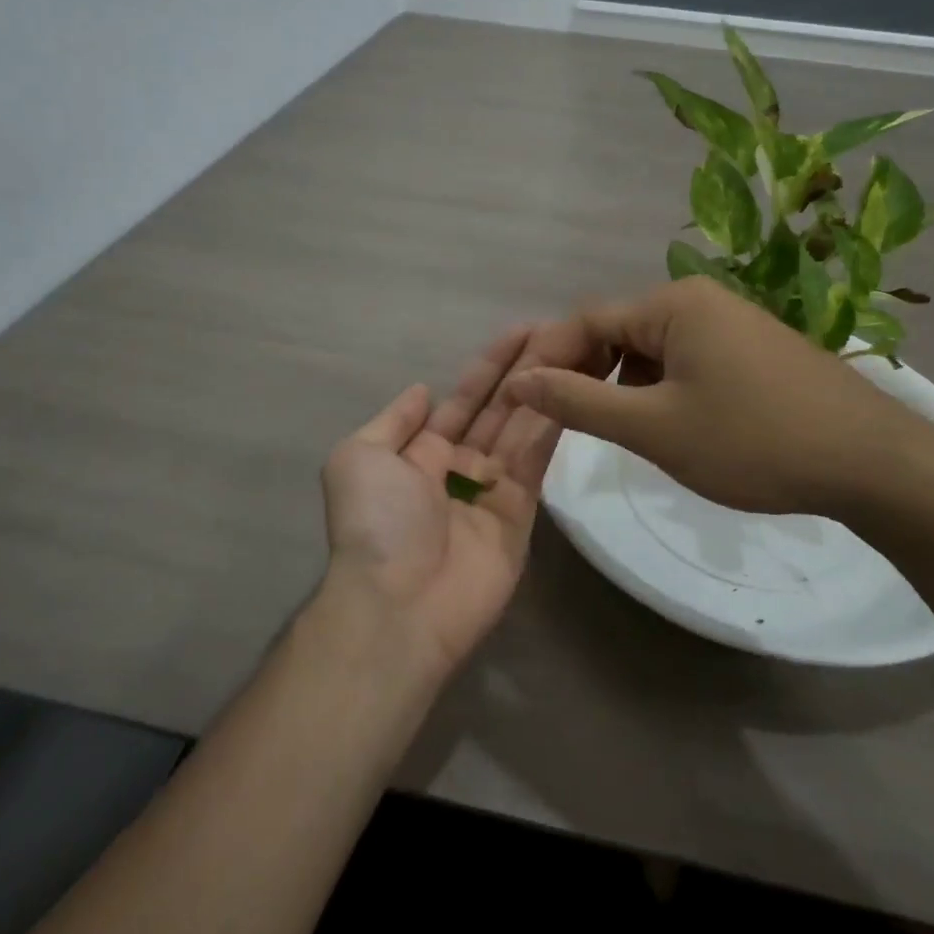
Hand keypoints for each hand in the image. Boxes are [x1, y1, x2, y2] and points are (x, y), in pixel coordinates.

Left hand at [319, 326, 580, 677]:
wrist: (400, 603)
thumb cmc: (375, 523)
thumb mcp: (358, 458)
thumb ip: (394, 422)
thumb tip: (423, 391)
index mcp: (419, 454)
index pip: (462, 400)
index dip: (489, 366)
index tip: (521, 331)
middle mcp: (459, 467)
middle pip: (498, 409)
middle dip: (525, 371)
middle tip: (560, 331)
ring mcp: (493, 490)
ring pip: (522, 429)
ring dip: (545, 390)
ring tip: (575, 350)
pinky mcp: (521, 514)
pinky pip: (535, 461)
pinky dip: (552, 425)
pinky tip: (571, 390)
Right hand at [503, 277, 933, 519]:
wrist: (871, 463)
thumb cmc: (753, 441)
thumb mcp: (654, 427)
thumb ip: (580, 401)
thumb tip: (518, 380)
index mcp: (674, 304)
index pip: (586, 321)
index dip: (549, 360)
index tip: (524, 403)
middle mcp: (702, 300)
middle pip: (620, 330)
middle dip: (589, 374)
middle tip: (571, 423)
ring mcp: (734, 323)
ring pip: (654, 349)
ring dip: (626, 385)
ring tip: (624, 432)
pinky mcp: (755, 350)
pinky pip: (688, 360)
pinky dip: (664, 389)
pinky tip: (673, 426)